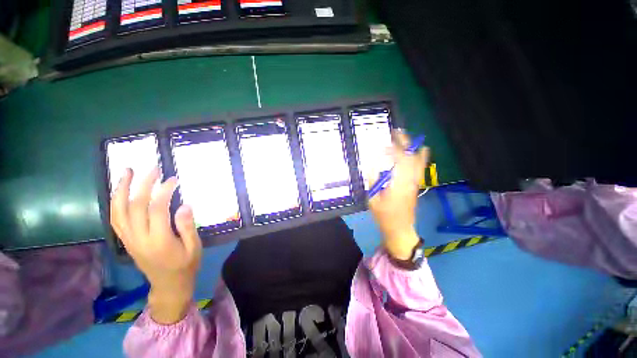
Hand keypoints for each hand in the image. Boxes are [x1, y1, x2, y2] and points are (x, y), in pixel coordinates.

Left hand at [110, 167, 201, 323]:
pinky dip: (115, 202)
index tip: (173, 180)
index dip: (164, 191)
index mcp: (158, 241)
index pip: (156, 209)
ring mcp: (129, 239)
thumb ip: (187, 226)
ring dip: (121, 189)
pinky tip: (120, 191)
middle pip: (134, 206)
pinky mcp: (126, 241)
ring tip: (127, 172)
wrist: (168, 286)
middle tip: (152, 169)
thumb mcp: (194, 247)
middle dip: (142, 184)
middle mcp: (139, 238)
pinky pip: (115, 219)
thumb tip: (184, 204)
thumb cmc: (185, 266)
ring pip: (118, 211)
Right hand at [367, 131, 429, 259]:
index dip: (392, 150)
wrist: (399, 228)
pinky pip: (420, 169)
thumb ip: (373, 181)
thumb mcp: (373, 199)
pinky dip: (422, 158)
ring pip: (417, 162)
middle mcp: (409, 181)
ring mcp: (414, 183)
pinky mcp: (415, 185)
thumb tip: (372, 164)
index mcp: (397, 184)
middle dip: (404, 143)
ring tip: (406, 137)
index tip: (382, 145)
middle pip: (410, 158)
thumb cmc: (384, 216)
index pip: (398, 162)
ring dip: (412, 148)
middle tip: (397, 132)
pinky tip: (422, 150)